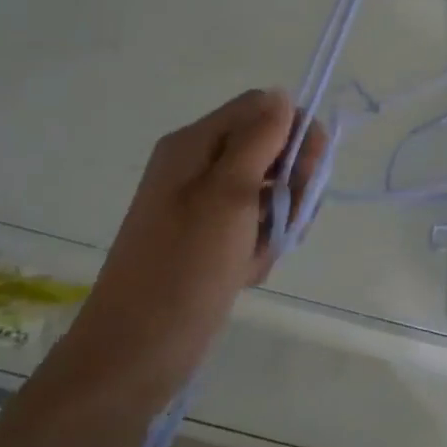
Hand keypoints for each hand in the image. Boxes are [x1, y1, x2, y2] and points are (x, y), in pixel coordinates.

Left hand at [49, 89, 325, 417]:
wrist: (136, 353)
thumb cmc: (183, 269)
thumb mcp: (228, 196)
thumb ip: (259, 139)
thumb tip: (281, 94)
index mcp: (194, 145)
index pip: (262, 108)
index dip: (294, 131)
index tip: (309, 171)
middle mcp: (198, 166)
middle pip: (269, 147)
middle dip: (291, 182)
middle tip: (288, 219)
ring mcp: (203, 205)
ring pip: (268, 190)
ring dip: (278, 219)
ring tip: (259, 254)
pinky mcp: (210, 238)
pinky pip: (254, 224)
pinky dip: (261, 245)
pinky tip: (247, 271)